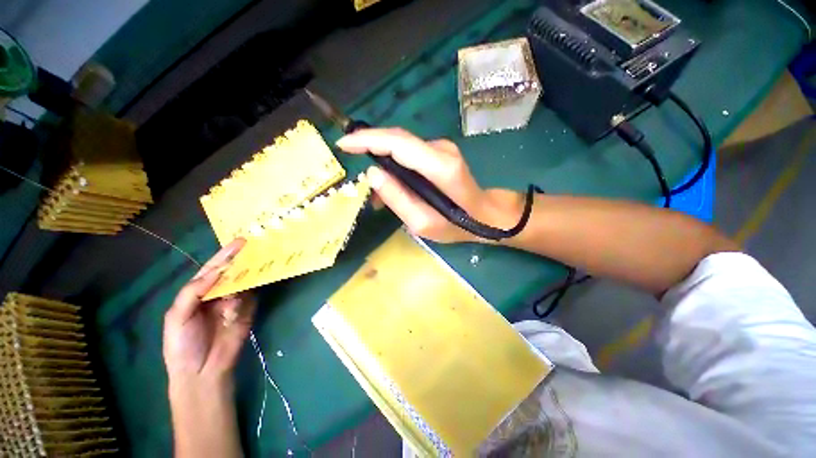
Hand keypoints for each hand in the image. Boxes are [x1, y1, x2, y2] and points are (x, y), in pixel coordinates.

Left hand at [163, 239, 255, 384]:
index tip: (240, 241)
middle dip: (242, 260)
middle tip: (255, 248)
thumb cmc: (182, 344)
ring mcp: (236, 301)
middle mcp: (219, 293)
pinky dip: (250, 294)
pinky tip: (247, 295)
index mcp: (199, 292)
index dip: (225, 255)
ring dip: (248, 276)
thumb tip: (218, 271)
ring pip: (245, 282)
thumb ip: (193, 291)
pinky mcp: (248, 310)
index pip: (213, 269)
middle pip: (232, 272)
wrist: (202, 371)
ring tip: (253, 268)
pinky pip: (252, 297)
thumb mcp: (177, 316)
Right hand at [336, 128, 523, 242]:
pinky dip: (395, 164)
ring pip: (403, 146)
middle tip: (350, 158)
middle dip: (370, 144)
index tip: (343, 144)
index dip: (369, 140)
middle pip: (399, 138)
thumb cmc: (457, 225)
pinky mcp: (441, 152)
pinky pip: (411, 153)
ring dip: (383, 159)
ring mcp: (443, 148)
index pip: (399, 143)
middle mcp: (442, 150)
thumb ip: (398, 200)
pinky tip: (391, 184)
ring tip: (374, 190)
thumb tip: (373, 174)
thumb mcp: (424, 224)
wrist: (486, 215)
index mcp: (441, 168)